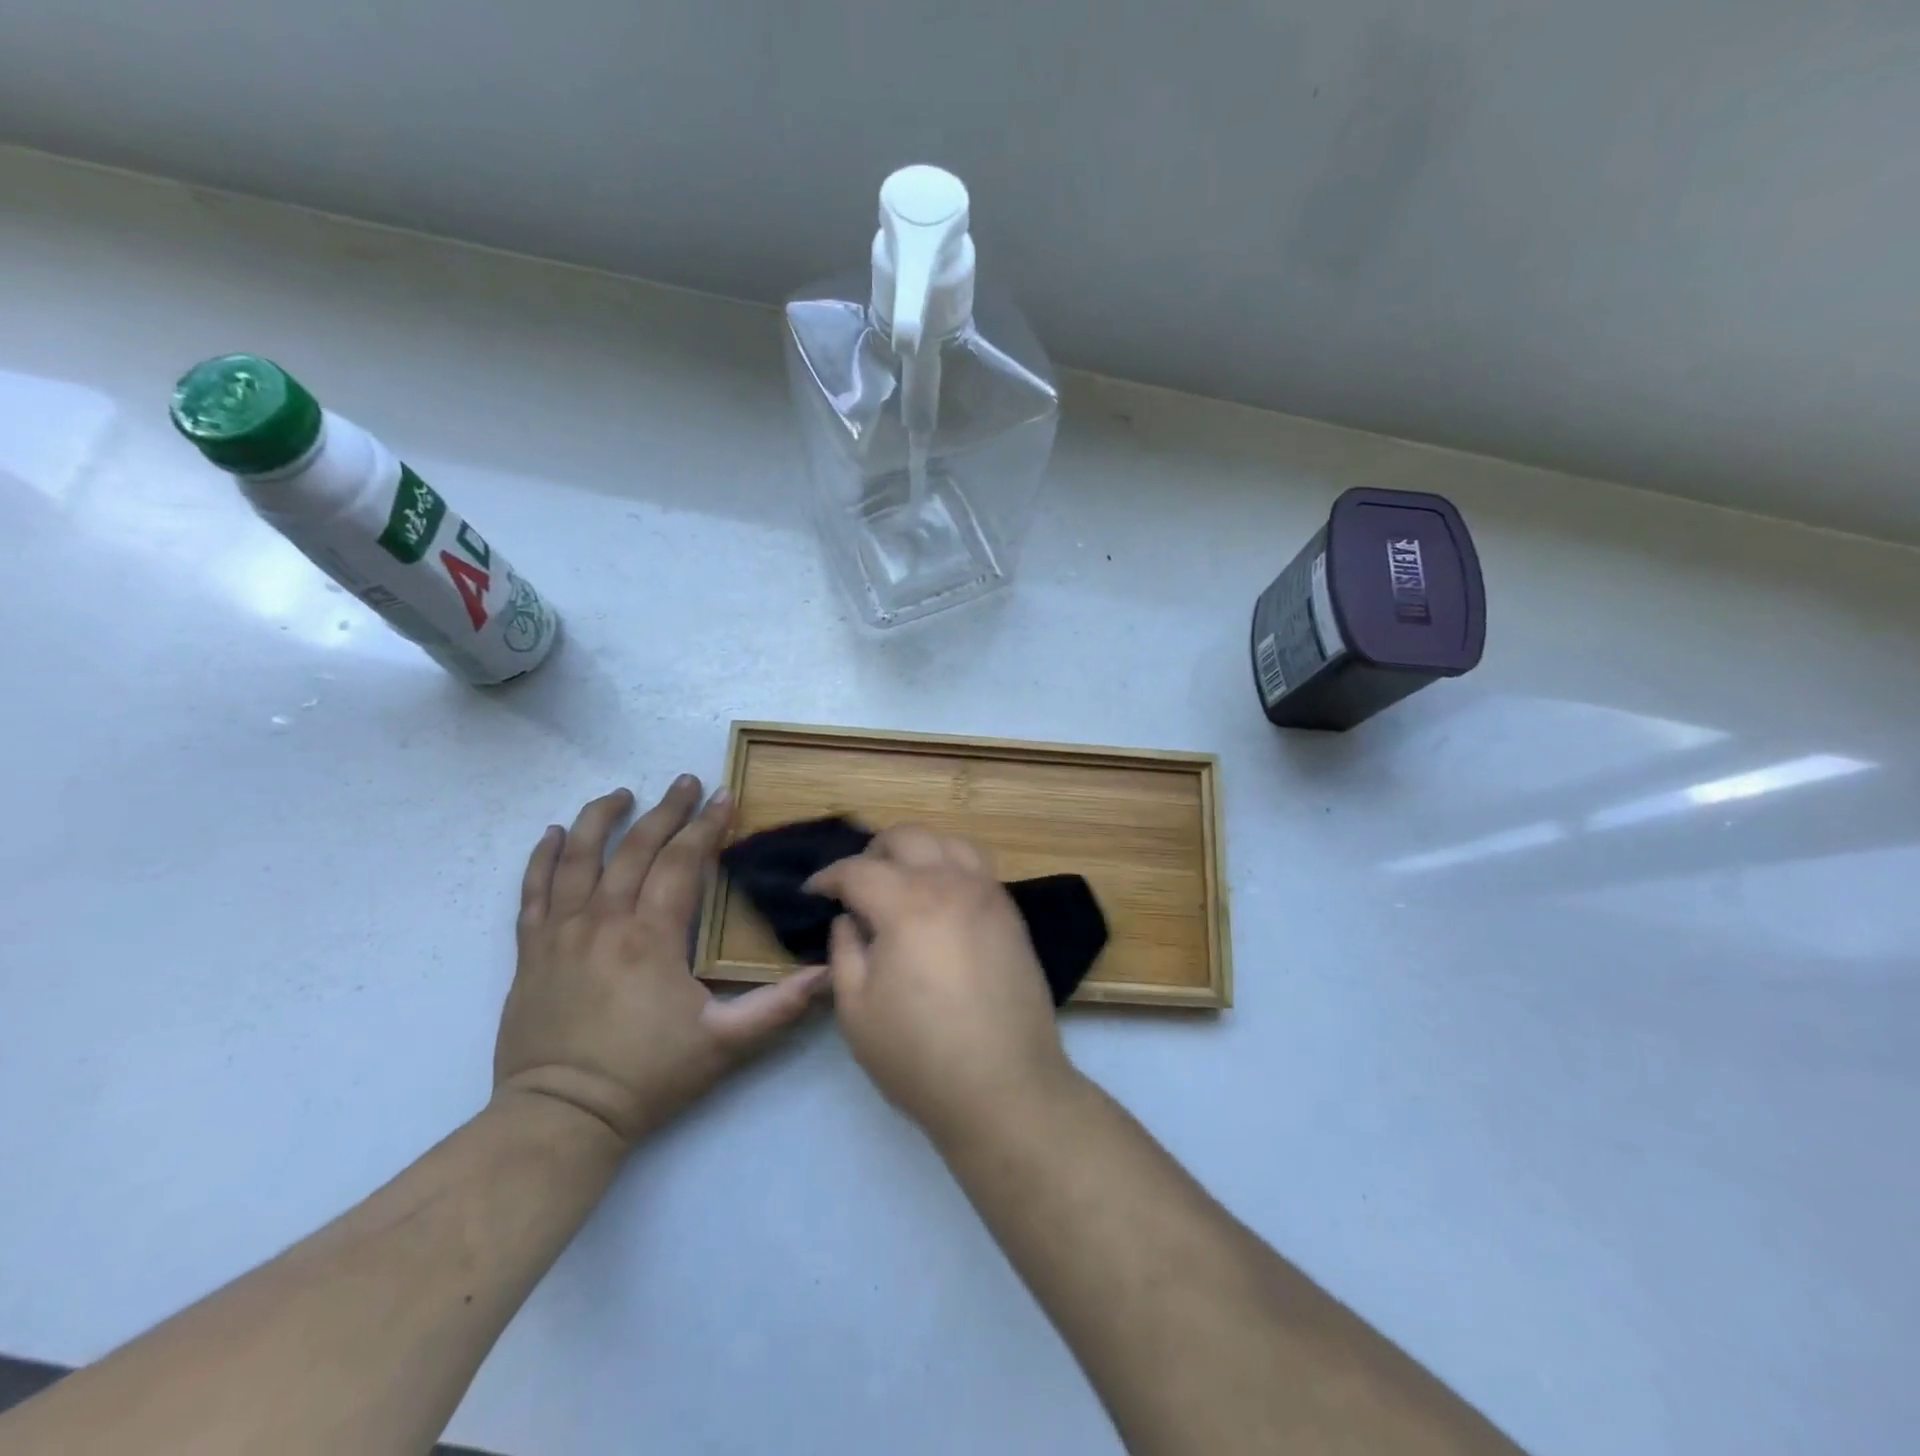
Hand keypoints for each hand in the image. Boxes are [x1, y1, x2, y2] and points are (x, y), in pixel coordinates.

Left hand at [495, 778, 828, 1145]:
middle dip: (665, 810)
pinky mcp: (531, 951)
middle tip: (686, 782)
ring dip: (599, 819)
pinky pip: (532, 891)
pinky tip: (551, 835)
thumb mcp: (725, 1044)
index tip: (724, 797)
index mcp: (651, 936)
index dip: (705, 826)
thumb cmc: (648, 1076)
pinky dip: (540, 858)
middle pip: (634, 848)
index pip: (681, 862)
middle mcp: (603, 921)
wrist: (560, 1118)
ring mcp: (560, 933)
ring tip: (621, 794)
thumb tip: (830, 972)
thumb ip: (780, 1006)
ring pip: (576, 858)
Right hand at [806, 827, 1072, 1145]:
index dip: (828, 877)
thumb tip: (849, 919)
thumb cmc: (919, 1055)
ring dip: (919, 850)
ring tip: (902, 880)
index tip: (813, 891)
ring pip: (950, 842)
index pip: (858, 870)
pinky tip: (940, 899)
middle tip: (857, 882)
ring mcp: (988, 894)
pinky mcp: (1011, 914)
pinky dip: (951, 866)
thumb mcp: (857, 1011)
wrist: (1005, 1086)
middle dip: (874, 852)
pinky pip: (978, 867)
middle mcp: (951, 884)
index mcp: (907, 904)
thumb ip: (845, 952)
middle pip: (908, 837)